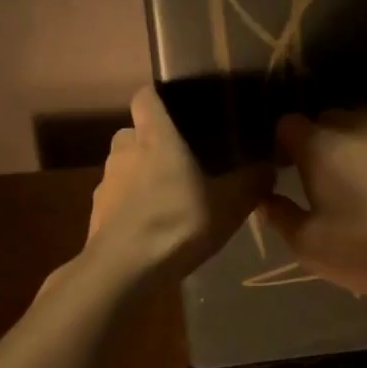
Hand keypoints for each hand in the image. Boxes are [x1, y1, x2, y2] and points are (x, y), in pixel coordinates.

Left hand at [87, 85, 271, 279]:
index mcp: (155, 136)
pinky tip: (154, 228)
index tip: (180, 111)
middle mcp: (124, 151)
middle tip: (182, 163)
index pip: (145, 96)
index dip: (159, 99)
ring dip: (142, 177)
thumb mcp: (230, 204)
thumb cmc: (178, 222)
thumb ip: (252, 182)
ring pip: (124, 167)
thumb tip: (269, 167)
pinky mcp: (97, 214)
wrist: (123, 270)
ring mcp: (105, 183)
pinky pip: (117, 200)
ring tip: (170, 199)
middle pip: (134, 133)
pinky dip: (132, 207)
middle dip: (153, 143)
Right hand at [258, 110, 366, 303]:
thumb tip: (267, 197)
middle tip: (323, 182)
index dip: (282, 147)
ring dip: (356, 148)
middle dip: (319, 143)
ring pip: (365, 128)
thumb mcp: (309, 246)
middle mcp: (359, 126)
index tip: (286, 174)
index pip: (287, 124)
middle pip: (328, 120)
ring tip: (363, 186)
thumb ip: (280, 216)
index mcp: (321, 145)